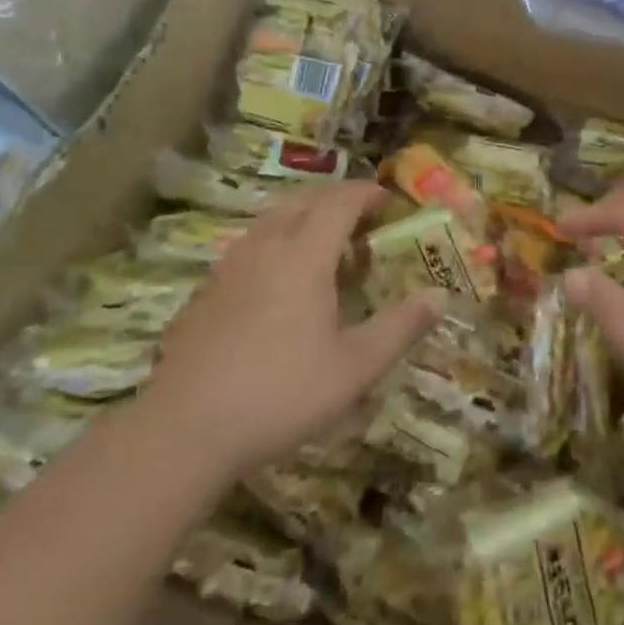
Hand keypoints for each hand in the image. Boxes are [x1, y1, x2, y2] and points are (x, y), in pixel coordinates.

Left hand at [144, 181, 440, 476]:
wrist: (183, 430)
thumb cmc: (280, 393)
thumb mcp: (354, 368)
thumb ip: (400, 328)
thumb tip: (439, 296)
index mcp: (304, 254)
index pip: (339, 202)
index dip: (365, 193)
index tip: (387, 200)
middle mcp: (266, 247)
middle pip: (303, 200)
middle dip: (335, 199)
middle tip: (360, 220)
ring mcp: (230, 266)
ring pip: (271, 220)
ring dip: (303, 218)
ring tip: (323, 249)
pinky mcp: (206, 291)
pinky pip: (249, 245)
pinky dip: (275, 243)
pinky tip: (278, 284)